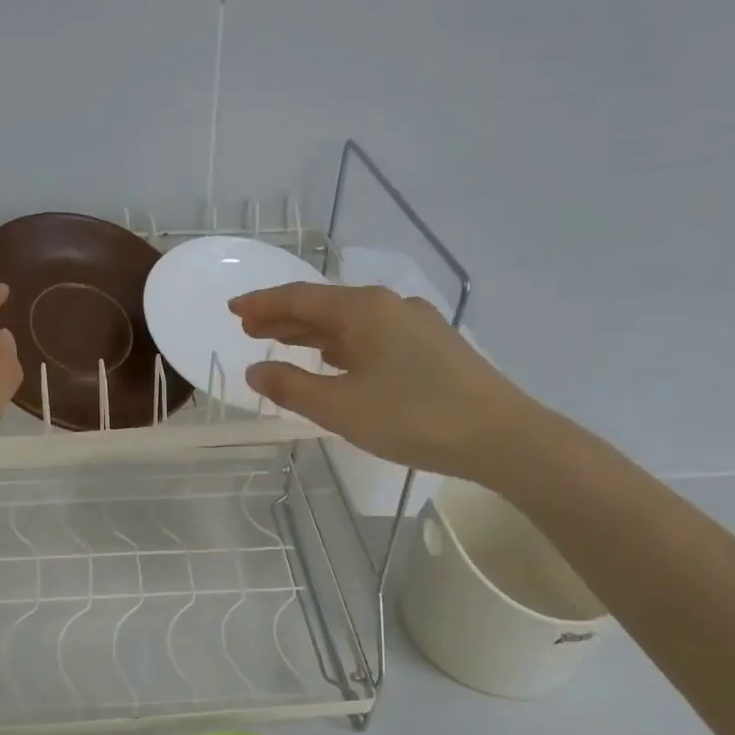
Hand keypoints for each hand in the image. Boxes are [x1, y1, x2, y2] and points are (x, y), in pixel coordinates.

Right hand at [229, 283, 538, 480]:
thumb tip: (255, 370)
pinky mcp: (432, 347)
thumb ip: (291, 387)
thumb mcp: (340, 407)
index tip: (233, 309)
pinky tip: (335, 358)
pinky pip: (372, 335)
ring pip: (350, 321)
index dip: (262, 304)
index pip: (299, 298)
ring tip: (281, 341)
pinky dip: (342, 344)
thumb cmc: (412, 417)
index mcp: (363, 310)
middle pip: (324, 306)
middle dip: (284, 317)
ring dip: (312, 331)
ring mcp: (415, 324)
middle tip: (249, 328)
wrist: (501, 436)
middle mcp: (389, 306)